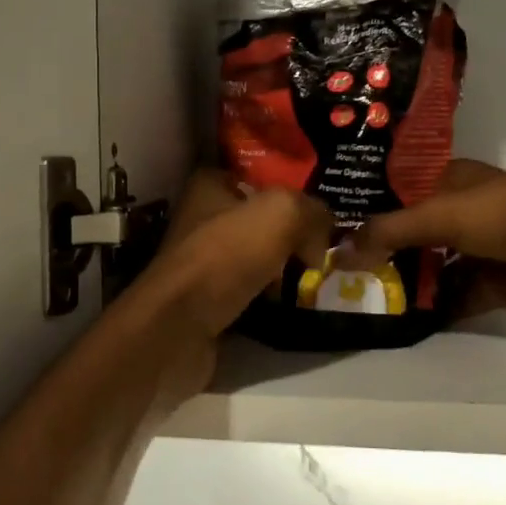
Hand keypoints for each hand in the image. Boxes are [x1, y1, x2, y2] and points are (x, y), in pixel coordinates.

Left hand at [152, 172, 332, 333]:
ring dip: (286, 269)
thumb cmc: (225, 255)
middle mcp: (203, 219)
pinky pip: (251, 292)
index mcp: (209, 186)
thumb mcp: (280, 213)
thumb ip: (311, 210)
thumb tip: (325, 232)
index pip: (257, 176)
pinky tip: (294, 304)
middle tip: (327, 247)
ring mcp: (203, 263)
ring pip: (258, 258)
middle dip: (294, 233)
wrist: (178, 328)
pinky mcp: (207, 301)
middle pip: (261, 220)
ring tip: (318, 278)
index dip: (290, 188)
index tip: (323, 208)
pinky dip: (271, 299)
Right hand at [336, 160, 505, 320]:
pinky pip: (452, 299)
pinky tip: (395, 320)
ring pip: (430, 268)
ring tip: (356, 297)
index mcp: (448, 182)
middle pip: (410, 234)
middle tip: (333, 270)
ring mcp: (475, 252)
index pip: (397, 192)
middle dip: (378, 251)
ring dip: (402, 282)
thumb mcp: (441, 214)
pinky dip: (430, 309)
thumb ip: (390, 232)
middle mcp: (458, 215)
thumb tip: (339, 253)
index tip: (328, 225)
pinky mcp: (490, 287)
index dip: (366, 207)